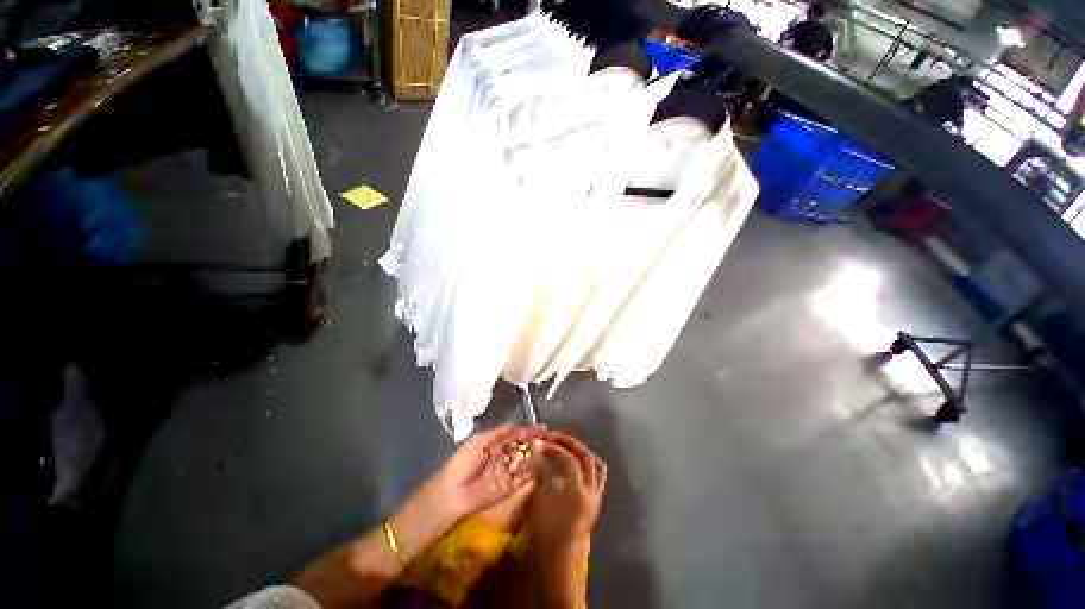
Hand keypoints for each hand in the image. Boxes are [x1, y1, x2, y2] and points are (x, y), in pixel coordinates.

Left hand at [428, 424, 547, 521]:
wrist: (452, 494)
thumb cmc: (462, 462)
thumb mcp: (479, 440)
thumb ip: (499, 433)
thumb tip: (517, 425)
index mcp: (495, 444)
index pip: (515, 434)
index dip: (528, 430)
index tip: (543, 428)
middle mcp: (503, 457)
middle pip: (523, 447)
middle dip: (536, 442)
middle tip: (551, 439)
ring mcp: (507, 473)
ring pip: (525, 462)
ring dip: (537, 456)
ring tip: (552, 449)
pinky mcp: (509, 489)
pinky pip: (523, 479)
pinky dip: (534, 472)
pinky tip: (545, 465)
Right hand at [525, 432, 606, 556]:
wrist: (558, 565)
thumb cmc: (546, 535)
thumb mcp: (541, 501)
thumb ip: (543, 473)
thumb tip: (541, 451)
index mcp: (578, 493)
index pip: (569, 460)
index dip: (555, 448)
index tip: (541, 443)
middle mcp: (592, 492)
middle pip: (587, 458)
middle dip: (571, 444)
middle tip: (556, 437)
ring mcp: (596, 499)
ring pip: (597, 466)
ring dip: (582, 452)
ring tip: (567, 447)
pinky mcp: (595, 504)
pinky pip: (597, 477)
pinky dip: (586, 466)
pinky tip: (572, 466)